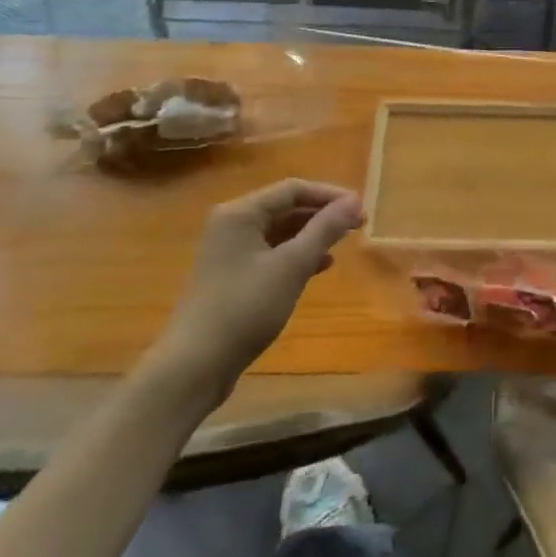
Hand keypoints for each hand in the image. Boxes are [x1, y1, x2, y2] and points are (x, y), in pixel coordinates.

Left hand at [146, 180, 363, 405]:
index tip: (361, 208)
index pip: (293, 189)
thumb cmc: (245, 307)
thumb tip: (354, 201)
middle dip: (323, 214)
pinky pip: (271, 253)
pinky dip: (297, 254)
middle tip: (358, 224)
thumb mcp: (292, 265)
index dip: (330, 195)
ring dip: (312, 234)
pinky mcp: (232, 276)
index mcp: (241, 213)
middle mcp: (232, 225)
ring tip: (344, 242)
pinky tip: (321, 265)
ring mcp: (229, 252)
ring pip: (280, 231)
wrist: (194, 366)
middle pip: (286, 207)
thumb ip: (325, 229)